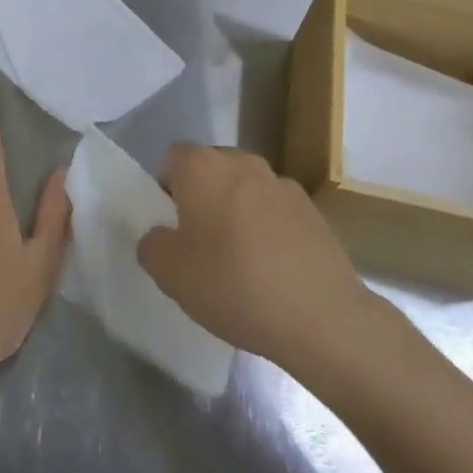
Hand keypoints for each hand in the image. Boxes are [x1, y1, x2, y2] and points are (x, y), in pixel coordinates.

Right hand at [138, 144, 371, 368]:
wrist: (320, 314)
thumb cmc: (233, 284)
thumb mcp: (170, 274)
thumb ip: (152, 245)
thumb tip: (160, 235)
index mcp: (203, 167)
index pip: (173, 158)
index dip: (167, 188)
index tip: (172, 227)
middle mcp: (242, 162)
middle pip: (211, 170)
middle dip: (202, 198)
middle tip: (200, 245)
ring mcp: (281, 182)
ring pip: (245, 189)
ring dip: (237, 211)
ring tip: (240, 262)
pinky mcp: (312, 208)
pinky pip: (275, 210)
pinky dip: (269, 228)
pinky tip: (273, 269)